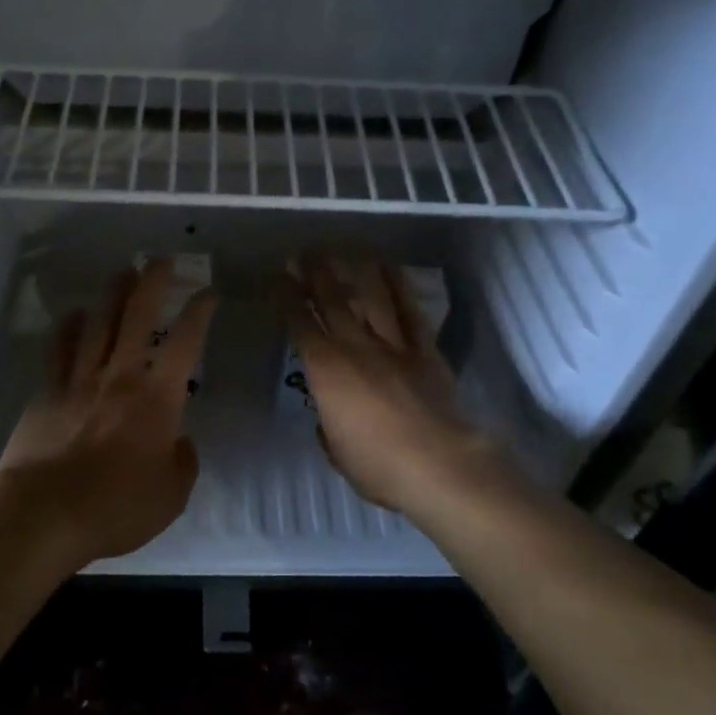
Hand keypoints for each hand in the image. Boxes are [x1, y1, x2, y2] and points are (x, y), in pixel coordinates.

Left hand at [0, 260, 216, 566]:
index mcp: (157, 398)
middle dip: (152, 283)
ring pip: (98, 323)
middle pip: (138, 316)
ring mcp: (80, 380)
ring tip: (122, 273)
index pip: (186, 342)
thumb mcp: (171, 494)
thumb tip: (179, 441)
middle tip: (161, 260)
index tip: (208, 292)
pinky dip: (68, 328)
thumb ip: (183, 461)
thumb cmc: (116, 506)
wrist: (44, 512)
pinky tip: (73, 315)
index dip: (200, 313)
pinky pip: (59, 349)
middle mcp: (120, 376)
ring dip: (112, 294)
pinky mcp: (47, 392)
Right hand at [282, 256, 506, 519]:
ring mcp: (394, 346)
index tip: (278, 277)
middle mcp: (356, 347)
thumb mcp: (337, 450)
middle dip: (316, 274)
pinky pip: (411, 313)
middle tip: (305, 252)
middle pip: (332, 302)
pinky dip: (401, 289)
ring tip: (347, 249)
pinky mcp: (426, 352)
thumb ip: (329, 427)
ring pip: (372, 299)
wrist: (437, 463)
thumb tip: (329, 419)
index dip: (287, 299)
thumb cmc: (377, 464)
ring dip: (357, 271)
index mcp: (326, 370)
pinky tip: (392, 270)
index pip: (300, 325)